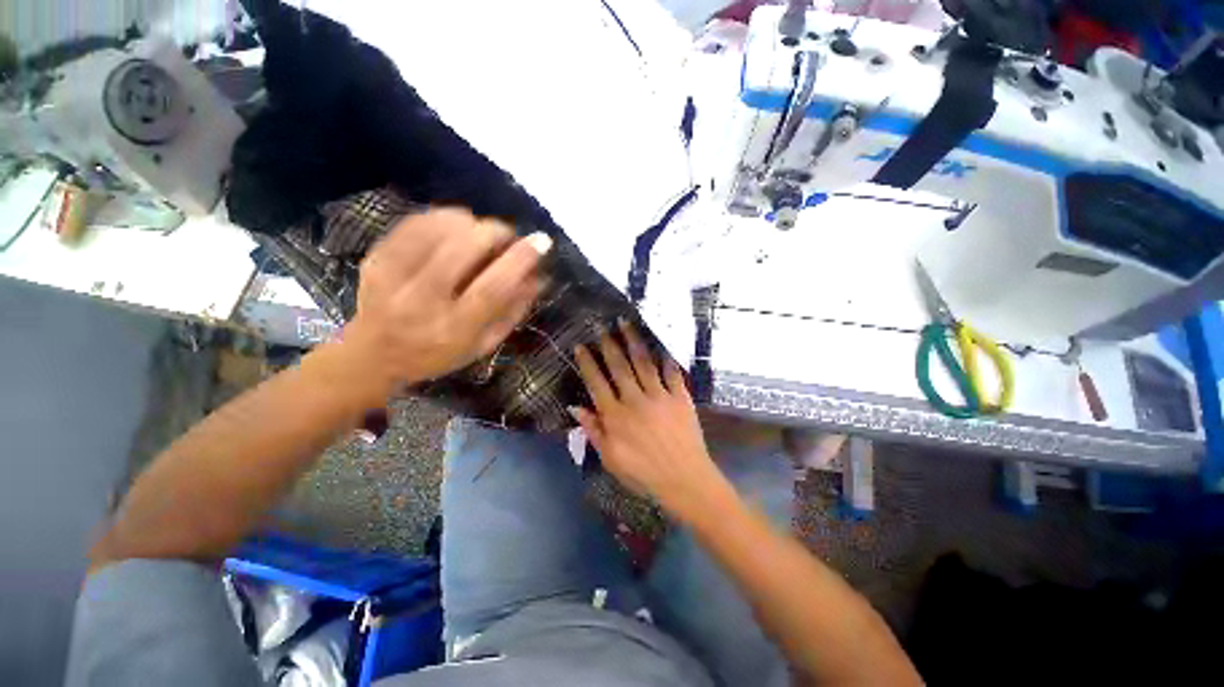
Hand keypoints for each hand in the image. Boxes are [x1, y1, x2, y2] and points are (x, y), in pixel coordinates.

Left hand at [338, 208, 549, 405]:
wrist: (373, 356)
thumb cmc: (439, 354)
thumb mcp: (484, 343)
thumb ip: (513, 311)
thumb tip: (539, 276)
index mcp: (453, 330)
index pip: (492, 289)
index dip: (519, 261)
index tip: (541, 241)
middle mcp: (420, 303)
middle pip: (462, 251)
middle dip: (494, 232)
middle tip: (508, 235)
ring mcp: (391, 278)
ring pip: (437, 230)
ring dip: (469, 222)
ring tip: (480, 232)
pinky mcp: (374, 259)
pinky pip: (414, 223)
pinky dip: (441, 217)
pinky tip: (454, 226)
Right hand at [571, 320, 728, 518]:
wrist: (684, 480)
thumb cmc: (643, 473)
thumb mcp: (610, 459)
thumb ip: (594, 431)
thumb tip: (575, 407)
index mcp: (616, 415)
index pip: (597, 383)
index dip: (588, 363)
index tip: (581, 346)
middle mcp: (635, 400)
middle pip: (619, 366)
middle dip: (609, 344)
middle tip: (602, 325)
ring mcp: (659, 396)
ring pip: (644, 363)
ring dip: (634, 342)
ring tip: (626, 324)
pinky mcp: (680, 398)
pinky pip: (672, 374)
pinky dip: (667, 360)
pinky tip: (661, 347)